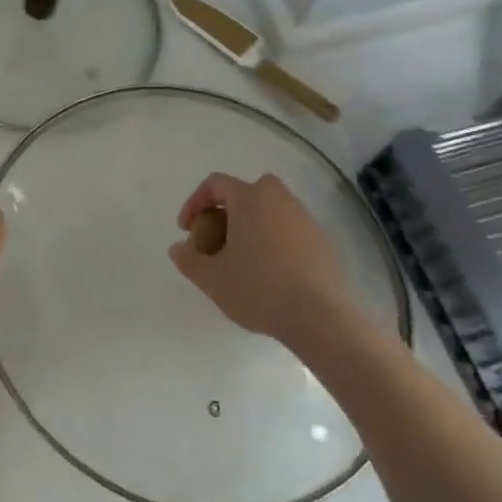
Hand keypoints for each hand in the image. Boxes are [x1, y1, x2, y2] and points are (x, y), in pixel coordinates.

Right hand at [168, 173, 361, 353]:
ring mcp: (305, 219)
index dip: (194, 203)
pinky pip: (288, 231)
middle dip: (225, 213)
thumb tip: (178, 248)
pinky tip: (268, 274)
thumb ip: (188, 260)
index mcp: (251, 198)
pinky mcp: (323, 241)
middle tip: (215, 242)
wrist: (322, 317)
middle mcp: (280, 199)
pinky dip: (272, 242)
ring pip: (269, 211)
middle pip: (246, 193)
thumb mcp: (212, 279)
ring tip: (240, 261)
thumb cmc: (259, 289)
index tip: (187, 231)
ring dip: (249, 228)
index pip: (215, 184)